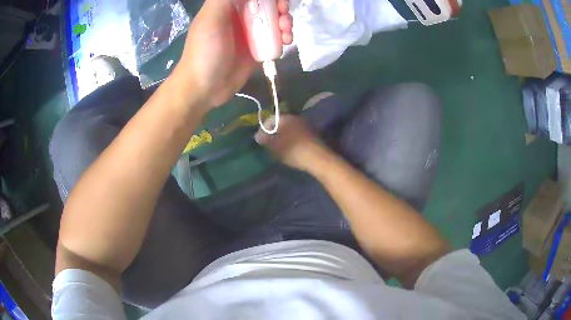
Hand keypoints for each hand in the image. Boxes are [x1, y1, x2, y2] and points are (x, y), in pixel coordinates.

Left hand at [174, 0, 292, 107]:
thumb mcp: (212, 19)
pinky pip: (276, 37)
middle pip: (267, 4)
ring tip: (286, 32)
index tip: (276, 1)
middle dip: (280, 6)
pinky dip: (285, 36)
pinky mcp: (258, 47)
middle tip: (283, 13)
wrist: (204, 88)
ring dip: (286, 21)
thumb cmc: (204, 52)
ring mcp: (250, 32)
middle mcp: (240, 16)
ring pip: (275, 19)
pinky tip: (286, 42)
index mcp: (227, 6)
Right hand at [255, 115, 328, 170]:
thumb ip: (265, 140)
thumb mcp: (275, 147)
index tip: (259, 141)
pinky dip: (292, 139)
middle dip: (273, 132)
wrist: (318, 158)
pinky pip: (297, 134)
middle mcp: (295, 118)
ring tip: (278, 148)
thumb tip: (258, 136)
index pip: (269, 120)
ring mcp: (305, 125)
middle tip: (268, 144)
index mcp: (285, 118)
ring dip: (283, 136)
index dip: (262, 130)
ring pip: (289, 128)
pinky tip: (291, 149)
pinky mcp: (312, 134)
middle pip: (280, 123)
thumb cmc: (293, 151)